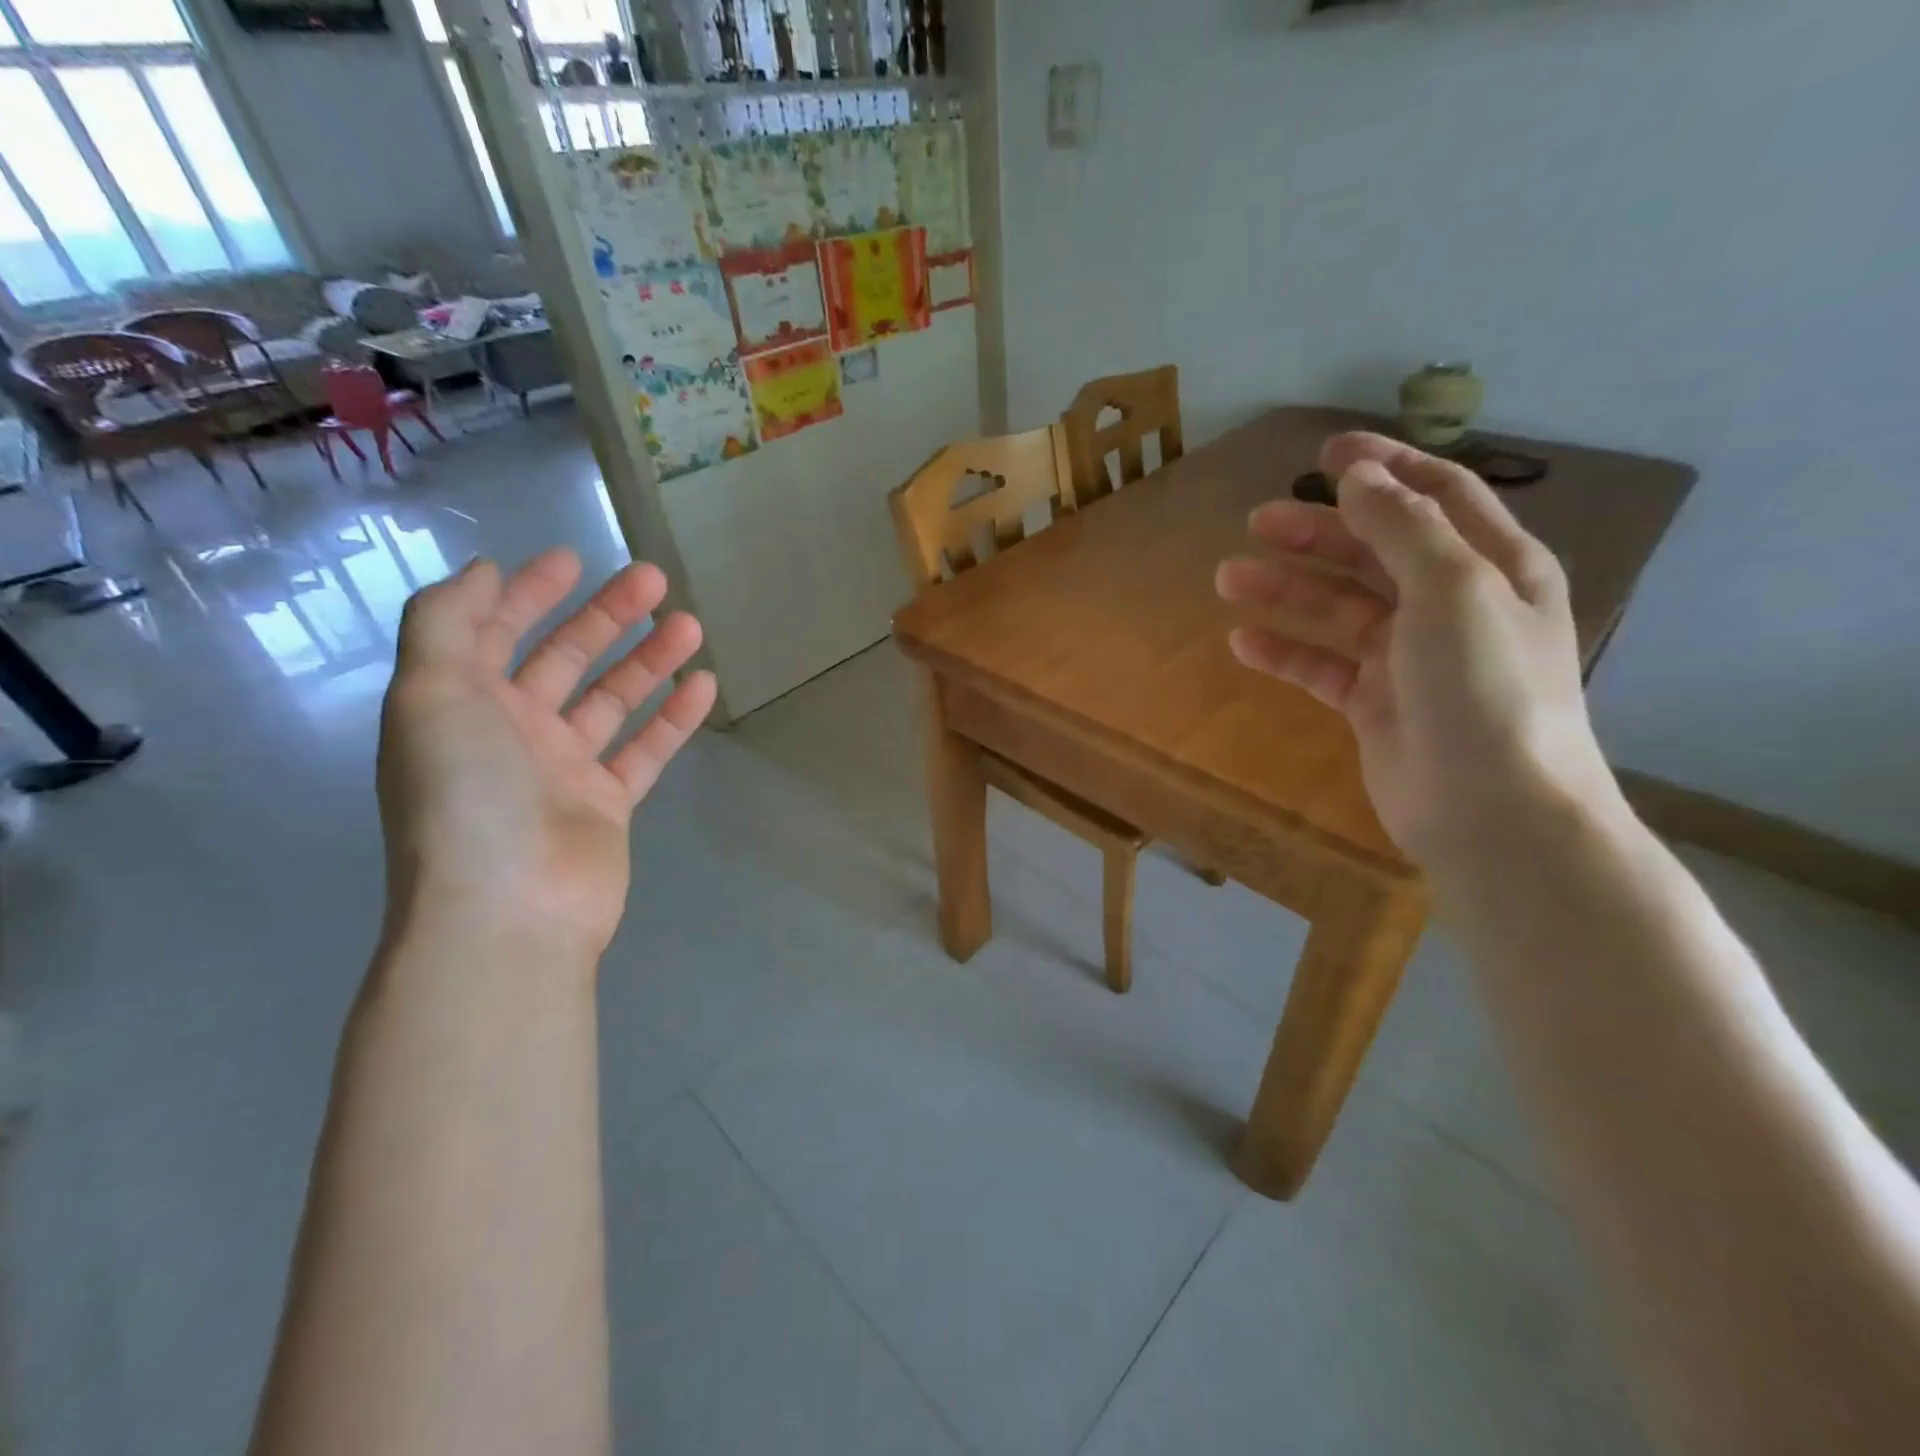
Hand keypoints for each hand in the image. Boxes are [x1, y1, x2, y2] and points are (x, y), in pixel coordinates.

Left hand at [376, 548, 716, 960]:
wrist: (510, 909)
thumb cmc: (467, 796)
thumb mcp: (431, 696)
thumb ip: (446, 624)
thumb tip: (483, 573)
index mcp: (460, 704)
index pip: (495, 632)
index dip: (528, 592)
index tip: (574, 560)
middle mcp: (511, 732)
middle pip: (564, 659)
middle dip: (605, 616)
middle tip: (654, 580)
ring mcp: (563, 770)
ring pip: (613, 700)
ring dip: (649, 660)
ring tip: (690, 625)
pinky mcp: (608, 804)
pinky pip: (645, 748)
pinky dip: (674, 717)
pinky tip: (704, 684)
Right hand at [1216, 432, 1617, 863]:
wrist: (1493, 812)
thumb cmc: (1484, 689)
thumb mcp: (1453, 590)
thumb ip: (1403, 528)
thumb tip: (1358, 477)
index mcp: (1492, 567)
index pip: (1438, 496)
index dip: (1385, 467)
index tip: (1326, 451)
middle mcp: (1452, 605)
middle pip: (1375, 551)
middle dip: (1318, 531)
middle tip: (1257, 520)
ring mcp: (1409, 658)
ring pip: (1338, 608)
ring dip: (1287, 590)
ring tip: (1228, 578)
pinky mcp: (1374, 704)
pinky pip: (1321, 666)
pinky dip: (1284, 652)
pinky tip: (1242, 642)